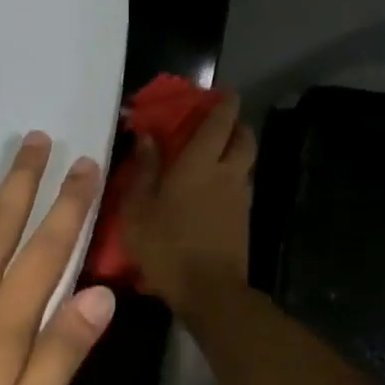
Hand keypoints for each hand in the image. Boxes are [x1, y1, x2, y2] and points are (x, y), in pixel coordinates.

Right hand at [119, 96, 255, 316]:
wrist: (209, 290)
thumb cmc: (167, 246)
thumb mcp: (139, 209)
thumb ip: (144, 169)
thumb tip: (146, 136)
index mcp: (200, 163)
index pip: (220, 121)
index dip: (224, 103)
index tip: (222, 93)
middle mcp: (227, 173)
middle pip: (244, 138)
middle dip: (236, 125)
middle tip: (218, 125)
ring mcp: (240, 197)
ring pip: (246, 163)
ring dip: (235, 152)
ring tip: (213, 157)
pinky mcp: (244, 220)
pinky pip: (241, 187)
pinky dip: (232, 178)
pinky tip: (213, 191)